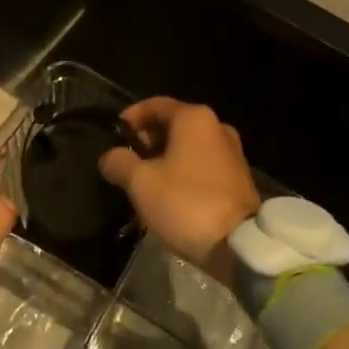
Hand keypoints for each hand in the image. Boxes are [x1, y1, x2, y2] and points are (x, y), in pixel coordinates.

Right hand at [98, 98, 259, 284]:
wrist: (238, 244)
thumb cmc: (185, 202)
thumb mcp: (141, 183)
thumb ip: (120, 163)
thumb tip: (109, 156)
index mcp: (194, 118)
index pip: (155, 105)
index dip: (131, 117)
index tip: (114, 135)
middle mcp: (217, 126)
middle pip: (173, 124)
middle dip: (148, 140)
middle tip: (127, 161)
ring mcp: (232, 152)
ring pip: (188, 146)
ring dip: (165, 158)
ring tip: (144, 182)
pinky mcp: (238, 177)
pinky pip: (203, 164)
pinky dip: (183, 171)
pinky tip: (169, 194)